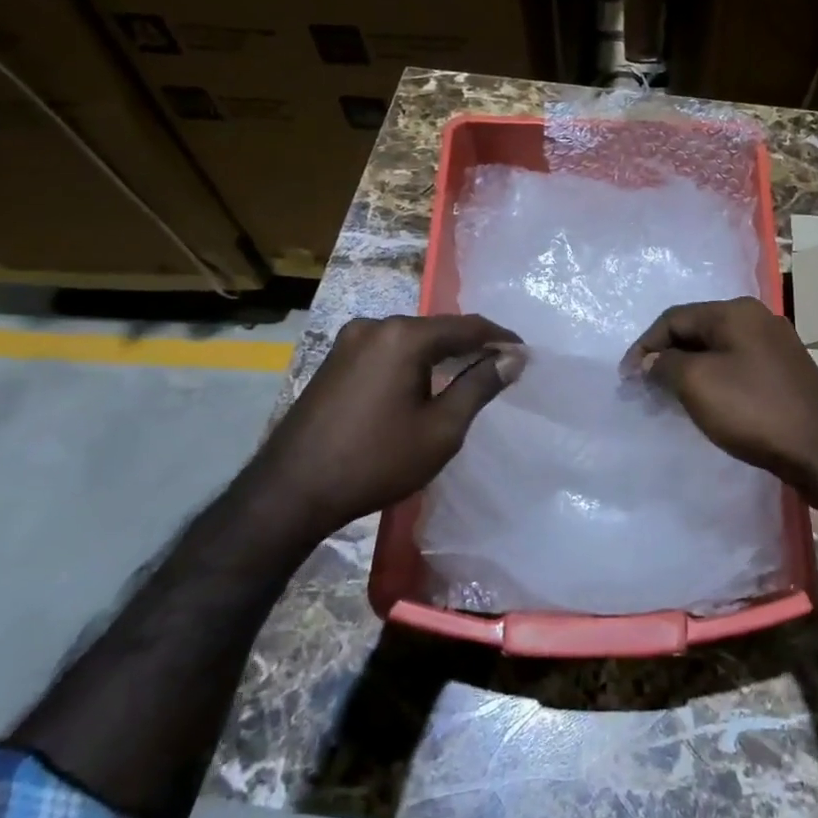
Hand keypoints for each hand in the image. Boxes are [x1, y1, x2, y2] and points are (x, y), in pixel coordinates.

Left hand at [241, 314, 523, 545]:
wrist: (292, 492)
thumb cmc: (376, 461)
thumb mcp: (441, 429)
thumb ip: (479, 386)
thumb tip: (512, 358)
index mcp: (403, 336)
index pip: (467, 326)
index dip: (500, 339)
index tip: (525, 355)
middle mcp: (375, 325)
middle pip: (438, 328)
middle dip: (471, 344)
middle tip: (501, 366)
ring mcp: (349, 341)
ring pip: (412, 339)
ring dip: (442, 353)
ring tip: (469, 374)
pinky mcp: (335, 360)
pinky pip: (388, 350)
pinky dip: (414, 361)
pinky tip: (426, 382)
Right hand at [622, 297, 817, 498]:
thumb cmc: (753, 409)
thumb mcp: (697, 383)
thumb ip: (665, 366)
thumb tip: (650, 362)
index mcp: (736, 311)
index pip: (674, 317)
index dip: (645, 346)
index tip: (626, 379)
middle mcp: (757, 318)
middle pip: (696, 330)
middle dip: (666, 357)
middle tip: (644, 388)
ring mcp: (775, 344)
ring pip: (717, 349)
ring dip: (688, 369)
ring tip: (669, 397)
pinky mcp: (784, 371)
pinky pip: (736, 365)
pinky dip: (713, 379)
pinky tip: (706, 401)